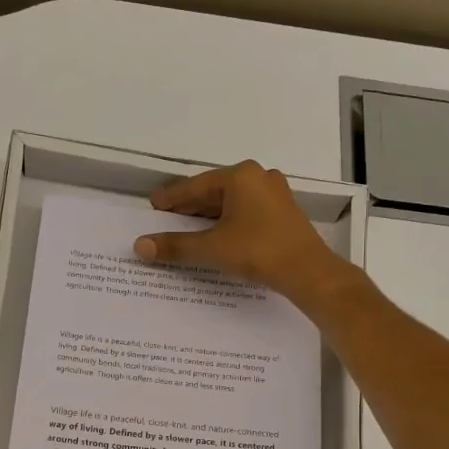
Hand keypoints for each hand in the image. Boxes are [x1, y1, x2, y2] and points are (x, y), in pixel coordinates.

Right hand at [133, 160, 346, 305]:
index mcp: (240, 176)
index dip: (172, 198)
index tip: (154, 205)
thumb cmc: (258, 251)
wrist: (308, 271)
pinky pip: (247, 211)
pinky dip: (228, 221)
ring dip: (209, 215)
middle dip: (190, 206)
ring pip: (232, 202)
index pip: (196, 186)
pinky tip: (218, 235)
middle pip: (214, 191)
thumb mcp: (212, 248)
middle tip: (167, 217)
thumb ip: (175, 246)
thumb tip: (140, 246)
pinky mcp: (284, 212)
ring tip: (187, 228)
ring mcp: (275, 194)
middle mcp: (259, 177)